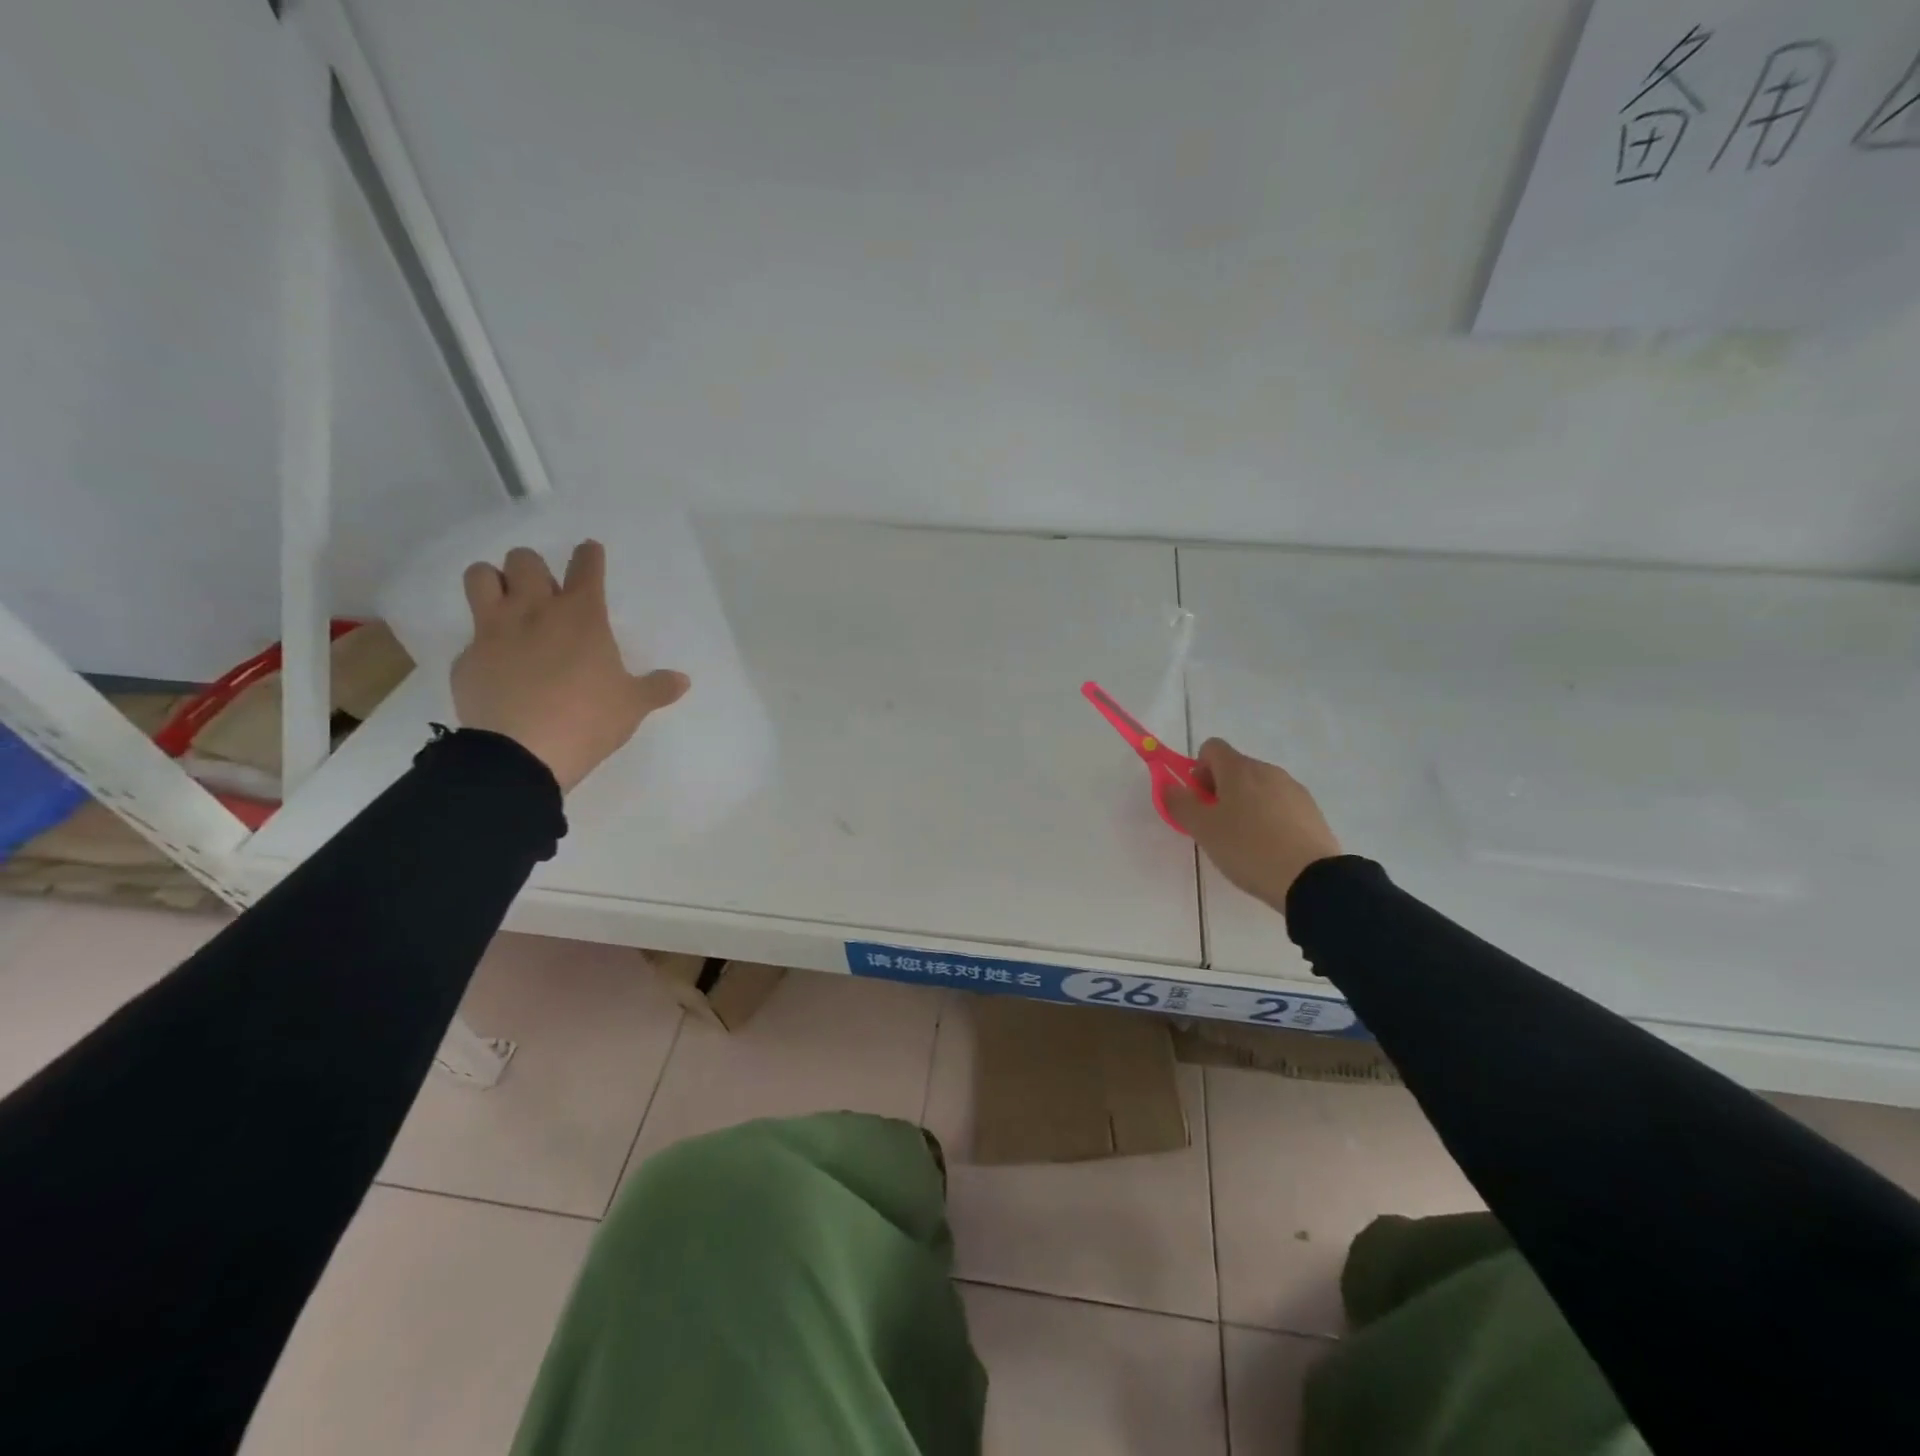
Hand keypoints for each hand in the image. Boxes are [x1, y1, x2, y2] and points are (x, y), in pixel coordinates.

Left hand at [451, 540, 689, 792]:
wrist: (522, 753)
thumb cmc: (589, 720)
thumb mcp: (632, 705)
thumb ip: (657, 688)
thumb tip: (683, 680)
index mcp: (581, 617)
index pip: (586, 568)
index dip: (589, 556)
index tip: (590, 551)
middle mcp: (534, 611)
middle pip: (524, 560)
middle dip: (534, 568)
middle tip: (544, 591)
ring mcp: (494, 631)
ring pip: (481, 576)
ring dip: (493, 581)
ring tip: (507, 602)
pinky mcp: (466, 658)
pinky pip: (471, 634)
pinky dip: (485, 641)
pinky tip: (498, 665)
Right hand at [1162, 739, 1341, 910]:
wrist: (1311, 879)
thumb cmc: (1248, 848)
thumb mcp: (1202, 829)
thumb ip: (1180, 803)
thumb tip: (1168, 786)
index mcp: (1239, 769)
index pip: (1211, 748)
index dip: (1198, 770)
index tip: (1198, 800)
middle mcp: (1268, 770)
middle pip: (1235, 768)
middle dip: (1219, 790)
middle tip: (1215, 826)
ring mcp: (1293, 789)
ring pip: (1258, 787)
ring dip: (1244, 804)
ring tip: (1243, 842)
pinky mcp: (1311, 811)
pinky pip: (1279, 805)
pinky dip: (1268, 818)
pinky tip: (1268, 848)